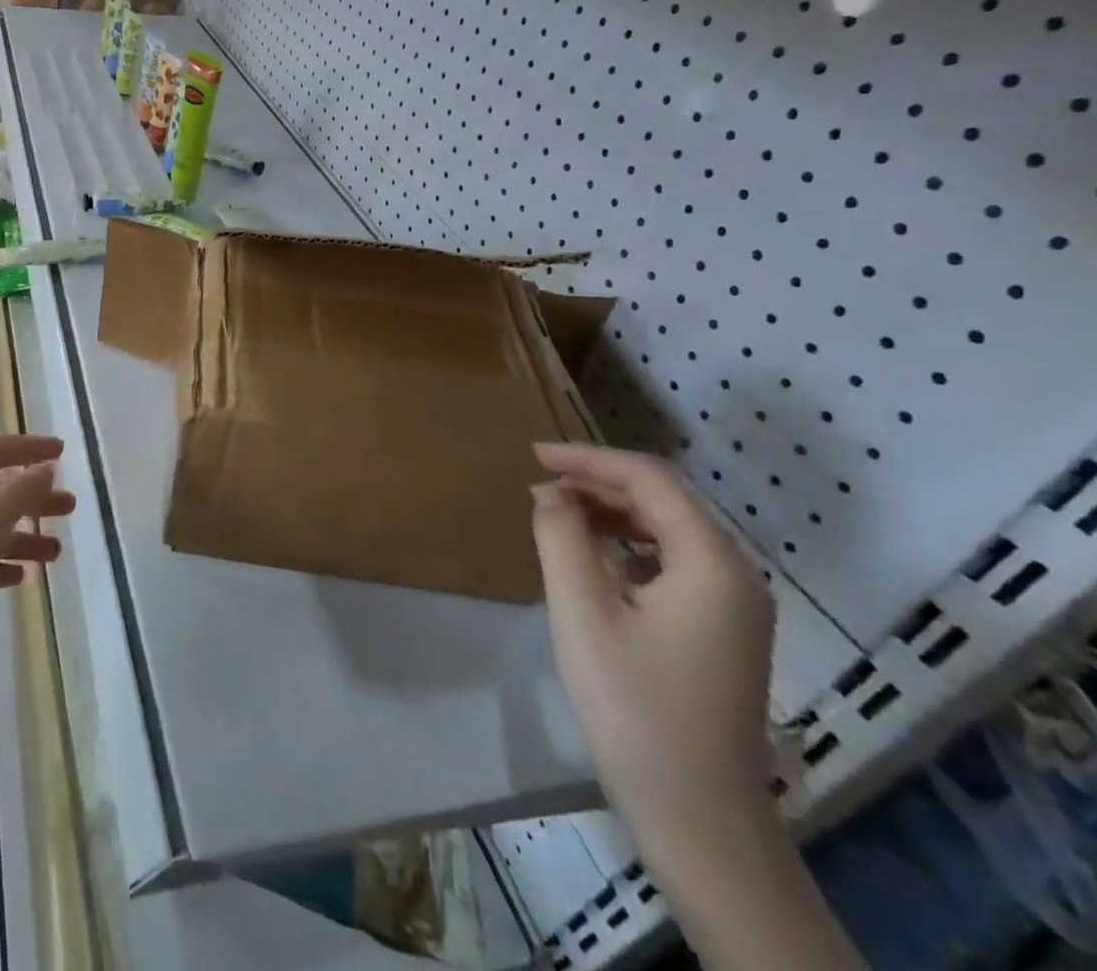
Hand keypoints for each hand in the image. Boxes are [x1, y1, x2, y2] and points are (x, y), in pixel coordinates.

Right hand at [530, 443, 775, 846]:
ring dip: (612, 510)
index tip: (533, 455)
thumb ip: (561, 537)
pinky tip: (592, 555)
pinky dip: (629, 543)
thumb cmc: (634, 706)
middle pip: (664, 499)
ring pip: (669, 528)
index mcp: (712, 562)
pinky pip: (674, 561)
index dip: (588, 458)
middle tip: (539, 481)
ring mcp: (735, 604)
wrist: (698, 814)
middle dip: (599, 480)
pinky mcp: (722, 628)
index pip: (650, 479)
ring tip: (556, 510)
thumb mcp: (581, 611)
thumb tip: (550, 493)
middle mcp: (736, 572)